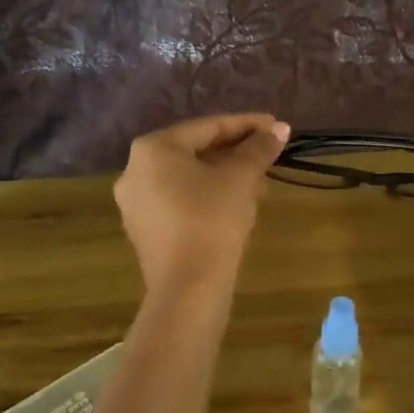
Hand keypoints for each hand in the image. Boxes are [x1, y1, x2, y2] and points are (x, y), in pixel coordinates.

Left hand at [114, 114, 289, 294]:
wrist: (188, 287)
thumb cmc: (212, 220)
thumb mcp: (241, 178)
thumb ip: (259, 148)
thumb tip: (279, 128)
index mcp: (153, 148)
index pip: (208, 127)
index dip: (247, 125)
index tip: (276, 127)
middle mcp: (134, 169)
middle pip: (195, 151)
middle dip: (235, 153)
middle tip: (268, 155)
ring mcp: (135, 202)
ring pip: (187, 178)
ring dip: (224, 176)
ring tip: (258, 183)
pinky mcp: (143, 230)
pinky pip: (178, 201)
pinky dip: (206, 197)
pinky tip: (234, 206)